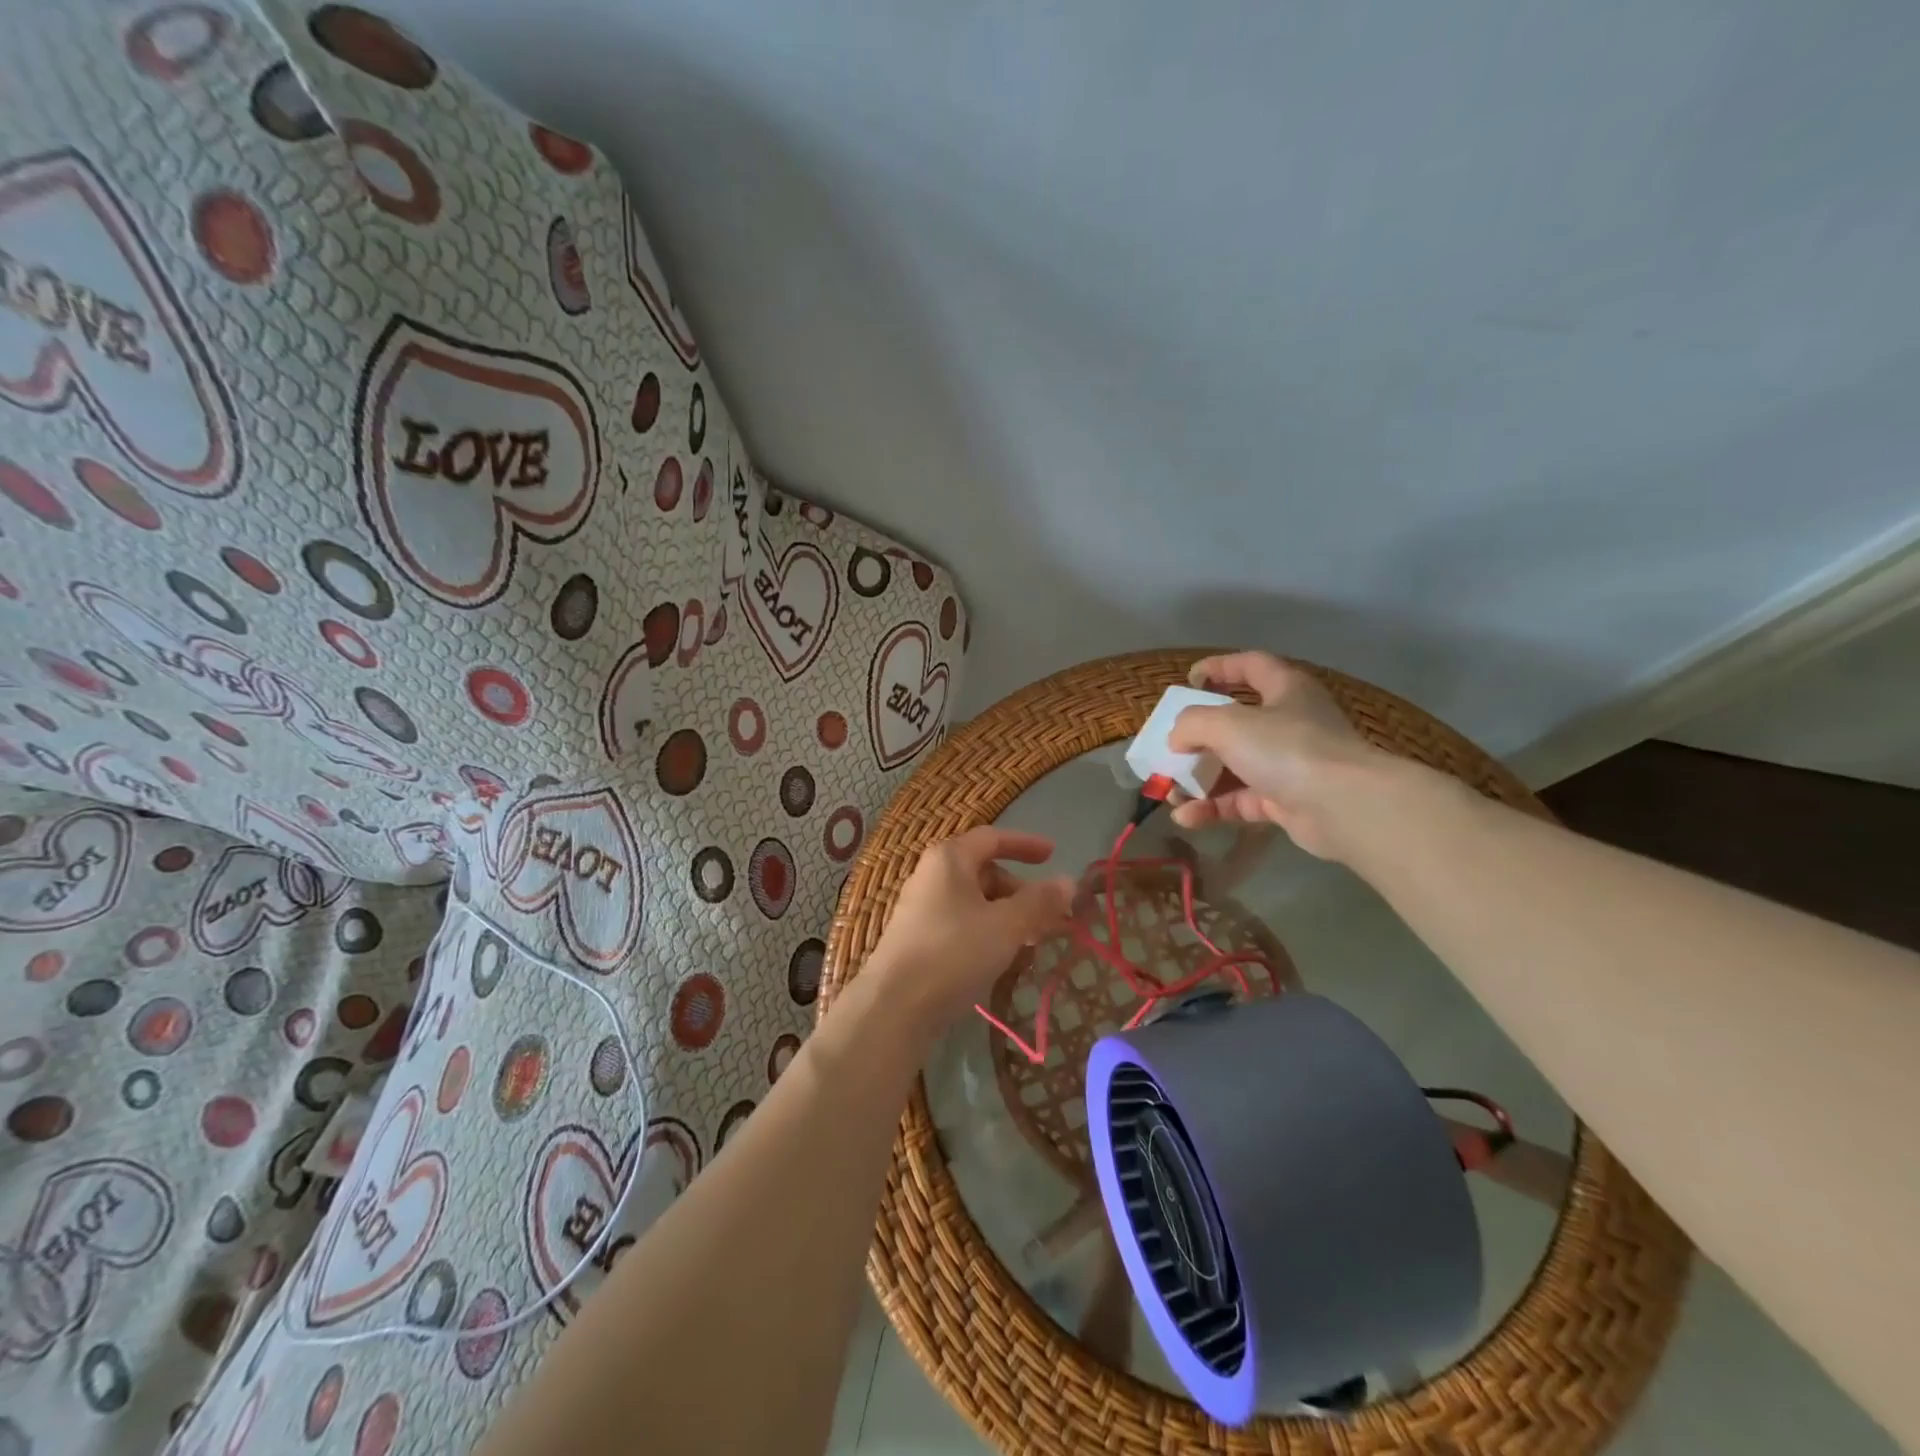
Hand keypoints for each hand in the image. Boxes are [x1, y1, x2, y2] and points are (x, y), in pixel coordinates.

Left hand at [864, 827, 1074, 1026]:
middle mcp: (932, 875)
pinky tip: (1003, 958)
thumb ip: (1039, 902)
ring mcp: (922, 908)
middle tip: (1051, 916)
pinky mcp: (918, 939)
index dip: (1025, 844)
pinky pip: (962, 924)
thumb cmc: (954, 952)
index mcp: (949, 858)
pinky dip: (988, 932)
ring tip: (1032, 942)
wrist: (895, 1006)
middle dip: (1021, 891)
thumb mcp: (1006, 925)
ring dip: (1008, 916)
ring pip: (975, 902)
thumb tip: (1068, 881)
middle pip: (985, 872)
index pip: (992, 838)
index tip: (1053, 854)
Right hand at [1167, 651, 1389, 859]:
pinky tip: (1187, 817)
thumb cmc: (1287, 748)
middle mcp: (1289, 723)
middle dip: (1197, 738)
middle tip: (1170, 749)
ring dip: (1198, 780)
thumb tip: (1177, 738)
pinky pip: (1240, 801)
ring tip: (1168, 792)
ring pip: (1234, 767)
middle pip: (1236, 722)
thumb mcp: (1228, 724)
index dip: (1220, 667)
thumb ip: (1192, 723)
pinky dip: (1213, 808)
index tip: (1189, 680)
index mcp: (1285, 689)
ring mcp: (1289, 765)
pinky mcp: (1286, 801)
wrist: (1343, 807)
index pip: (1251, 665)